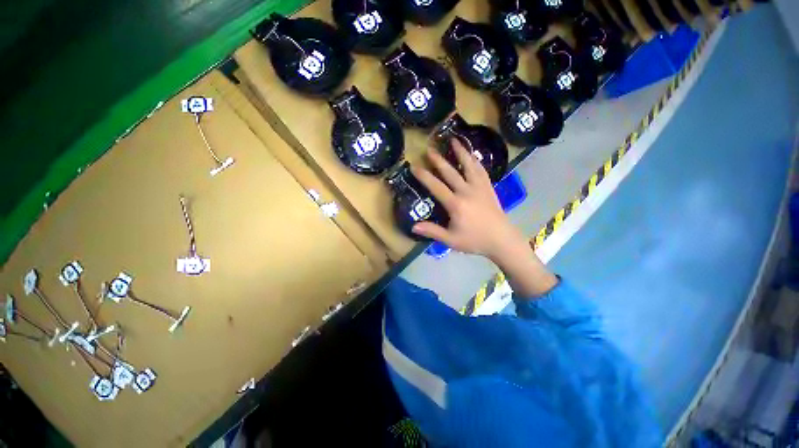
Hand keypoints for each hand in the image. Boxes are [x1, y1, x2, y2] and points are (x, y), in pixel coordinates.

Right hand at [412, 139, 558, 296]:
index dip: (424, 176)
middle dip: (439, 160)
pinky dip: (475, 161)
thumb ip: (432, 231)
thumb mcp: (451, 240)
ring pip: (469, 166)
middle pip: (451, 172)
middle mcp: (467, 192)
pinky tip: (472, 155)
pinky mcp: (488, 188)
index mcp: (456, 204)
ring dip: (461, 152)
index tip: (414, 167)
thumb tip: (413, 226)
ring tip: (454, 140)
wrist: (501, 239)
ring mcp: (479, 188)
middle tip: (430, 149)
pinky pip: (481, 170)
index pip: (436, 187)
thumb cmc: (475, 240)